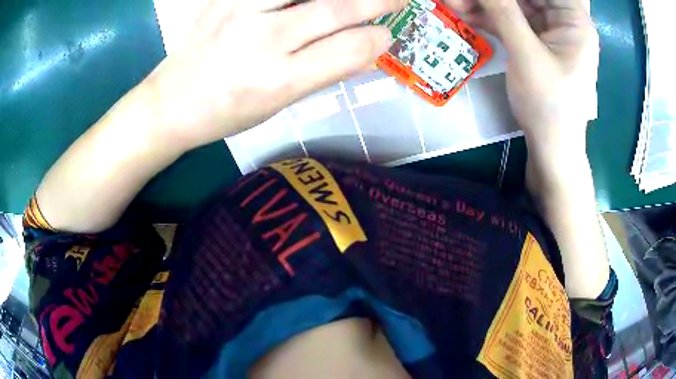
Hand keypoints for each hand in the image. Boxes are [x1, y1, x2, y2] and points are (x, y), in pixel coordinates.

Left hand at [145, 0, 406, 150]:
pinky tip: (309, 0)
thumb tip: (364, 48)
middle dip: (377, 1)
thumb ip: (322, 73)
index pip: (348, 50)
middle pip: (334, 8)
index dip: (377, 40)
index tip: (387, 35)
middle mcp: (262, 40)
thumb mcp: (277, 105)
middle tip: (396, 0)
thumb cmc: (225, 113)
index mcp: (279, 81)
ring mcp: (239, 10)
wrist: (170, 102)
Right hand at [445, 0, 597, 155]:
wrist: (551, 147)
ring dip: (487, 4)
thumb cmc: (549, 105)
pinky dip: (490, 18)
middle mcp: (563, 20)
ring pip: (516, 5)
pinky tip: (466, 15)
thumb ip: (504, 12)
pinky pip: (512, 21)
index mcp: (574, 20)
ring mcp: (549, 31)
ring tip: (456, 4)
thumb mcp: (527, 55)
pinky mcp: (537, 43)